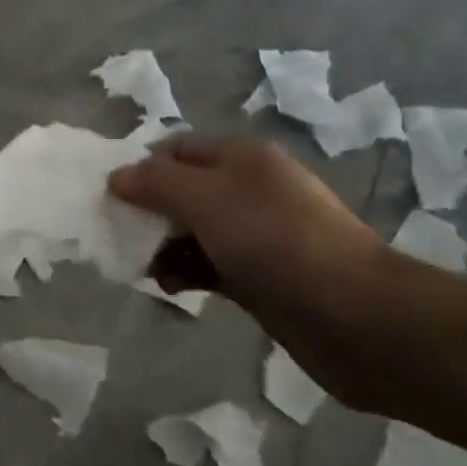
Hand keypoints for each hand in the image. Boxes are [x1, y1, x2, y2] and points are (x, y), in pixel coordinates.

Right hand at [109, 136, 391, 397]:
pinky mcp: (259, 277)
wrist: (356, 317)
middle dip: (147, 210)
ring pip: (192, 231)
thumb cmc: (275, 242)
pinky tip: (170, 287)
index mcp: (242, 158)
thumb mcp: (206, 199)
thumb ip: (155, 183)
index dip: (141, 167)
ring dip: (162, 245)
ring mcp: (256, 235)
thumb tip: (116, 176)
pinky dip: (184, 271)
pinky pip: (207, 265)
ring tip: (140, 267)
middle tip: (118, 235)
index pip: (176, 148)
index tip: (110, 196)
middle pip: (181, 190)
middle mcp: (249, 190)